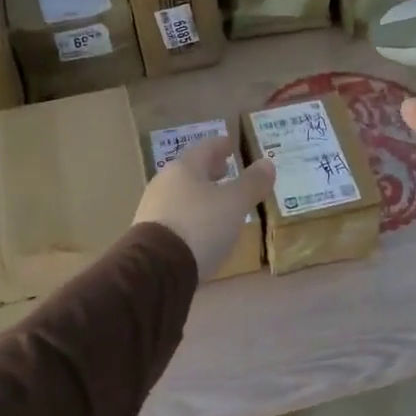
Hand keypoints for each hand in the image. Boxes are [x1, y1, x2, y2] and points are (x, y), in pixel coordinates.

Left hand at [135, 136, 274, 277]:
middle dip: (210, 171)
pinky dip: (192, 217)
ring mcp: (153, 210)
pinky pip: (176, 217)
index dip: (221, 145)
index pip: (205, 148)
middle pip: (191, 171)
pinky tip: (202, 230)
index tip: (231, 145)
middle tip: (226, 171)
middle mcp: (164, 183)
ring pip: (182, 194)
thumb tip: (267, 164)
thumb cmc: (199, 226)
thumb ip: (252, 183)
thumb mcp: (235, 203)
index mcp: (184, 168)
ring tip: (218, 204)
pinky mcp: (148, 237)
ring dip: (201, 195)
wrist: (155, 270)